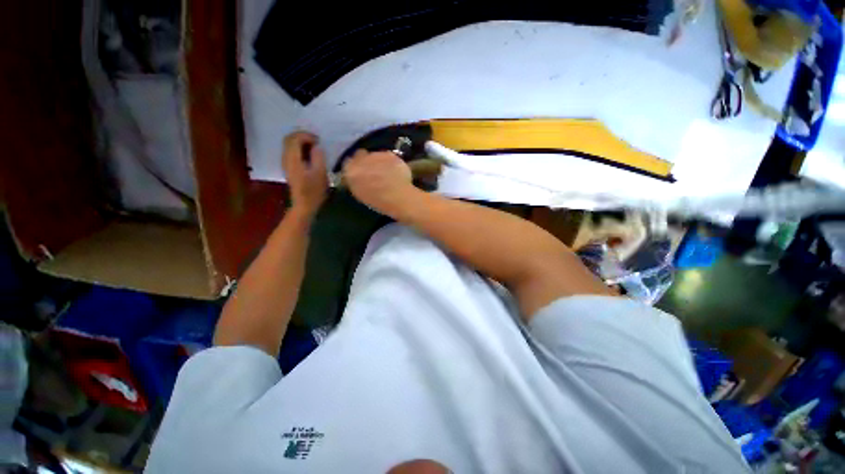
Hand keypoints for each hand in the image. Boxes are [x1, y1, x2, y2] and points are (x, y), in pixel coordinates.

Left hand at [282, 132, 327, 218]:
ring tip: (315, 147)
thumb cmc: (314, 191)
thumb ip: (318, 157)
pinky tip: (310, 155)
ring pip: (289, 145)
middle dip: (303, 136)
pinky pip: (291, 152)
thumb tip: (317, 147)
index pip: (294, 138)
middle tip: (317, 142)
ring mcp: (286, 163)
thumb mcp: (320, 174)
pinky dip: (300, 149)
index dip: (306, 135)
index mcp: (293, 159)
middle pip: (289, 139)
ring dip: (301, 142)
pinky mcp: (289, 168)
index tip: (319, 141)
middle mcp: (286, 158)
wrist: (304, 205)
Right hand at [343, 149, 415, 216]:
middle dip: (366, 161)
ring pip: (375, 155)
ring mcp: (376, 154)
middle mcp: (361, 159)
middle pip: (361, 155)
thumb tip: (357, 177)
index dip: (355, 167)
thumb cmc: (378, 201)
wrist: (398, 197)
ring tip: (387, 173)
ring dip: (379, 161)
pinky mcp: (390, 154)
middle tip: (374, 172)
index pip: (348, 163)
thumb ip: (355, 182)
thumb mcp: (360, 194)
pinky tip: (396, 172)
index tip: (361, 173)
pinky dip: (391, 162)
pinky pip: (388, 156)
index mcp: (350, 171)